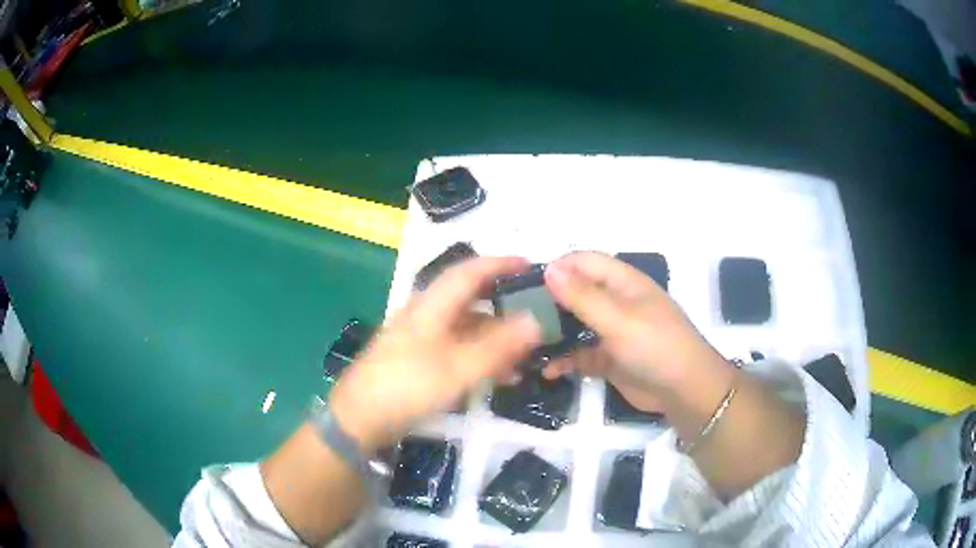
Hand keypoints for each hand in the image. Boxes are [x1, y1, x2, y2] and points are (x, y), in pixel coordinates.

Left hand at [329, 257, 540, 452]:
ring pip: (465, 327)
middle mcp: (425, 314)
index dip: (500, 264)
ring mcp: (420, 338)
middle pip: (470, 299)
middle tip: (535, 314)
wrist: (359, 418)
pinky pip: (456, 348)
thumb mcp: (458, 368)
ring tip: (525, 355)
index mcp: (431, 305)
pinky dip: (480, 356)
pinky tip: (499, 375)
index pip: (469, 272)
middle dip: (504, 306)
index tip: (530, 265)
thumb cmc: (407, 386)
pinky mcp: (417, 359)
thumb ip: (498, 345)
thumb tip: (535, 320)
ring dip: (495, 338)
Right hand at [542, 252, 727, 411]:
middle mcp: (615, 302)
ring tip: (526, 348)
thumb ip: (582, 296)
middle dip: (549, 304)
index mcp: (622, 282)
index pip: (583, 262)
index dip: (557, 269)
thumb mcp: (618, 319)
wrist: (684, 391)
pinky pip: (579, 353)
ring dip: (553, 335)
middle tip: (518, 320)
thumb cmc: (655, 346)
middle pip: (575, 293)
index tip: (525, 286)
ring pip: (574, 325)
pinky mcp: (608, 358)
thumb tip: (548, 269)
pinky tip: (548, 371)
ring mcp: (611, 331)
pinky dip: (564, 360)